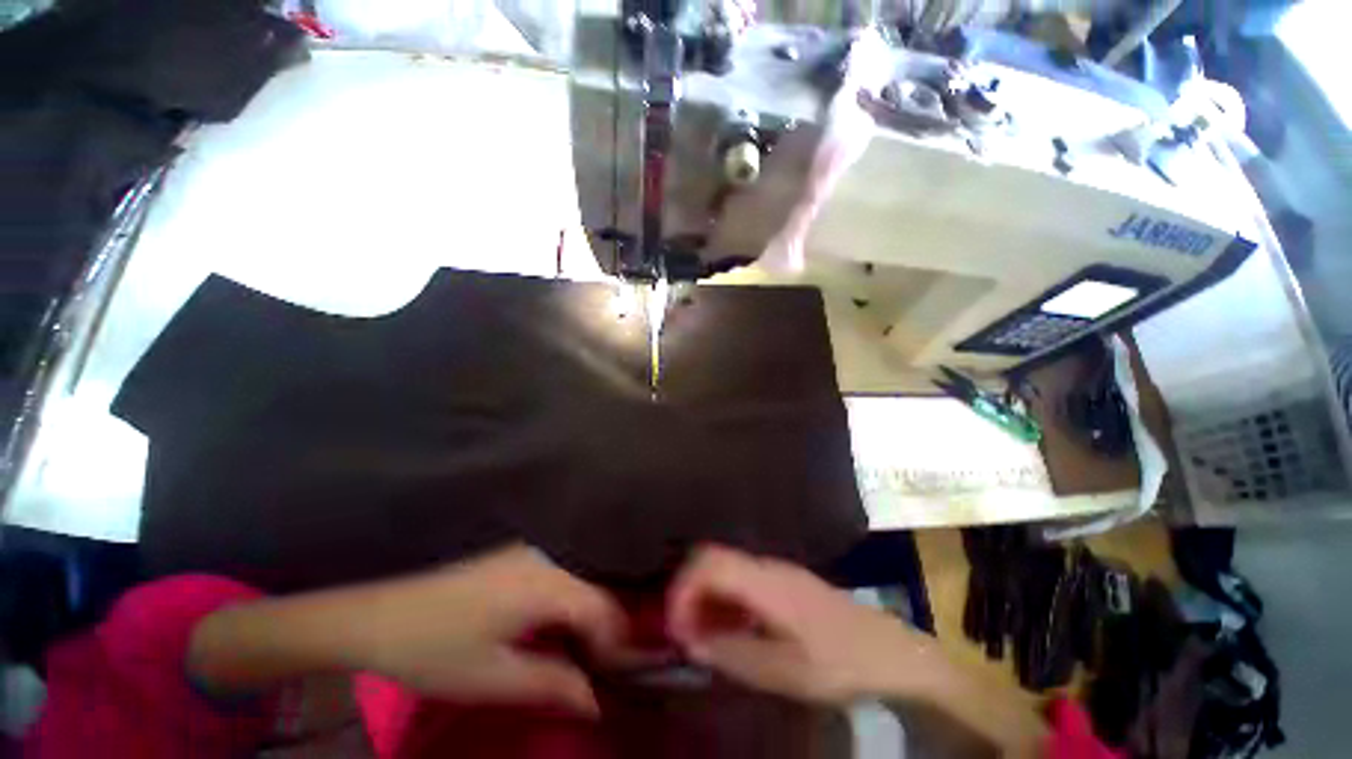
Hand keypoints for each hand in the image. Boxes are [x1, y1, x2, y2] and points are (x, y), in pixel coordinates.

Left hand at [190, 546, 637, 716]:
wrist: (380, 617)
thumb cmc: (436, 651)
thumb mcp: (494, 679)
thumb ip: (552, 685)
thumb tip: (595, 700)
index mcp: (543, 585)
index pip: (601, 606)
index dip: (616, 640)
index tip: (614, 673)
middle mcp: (544, 559)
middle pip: (595, 590)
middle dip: (605, 628)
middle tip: (599, 667)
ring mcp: (530, 553)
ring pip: (579, 581)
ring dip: (586, 616)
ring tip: (579, 651)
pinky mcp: (517, 555)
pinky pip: (559, 575)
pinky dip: (567, 602)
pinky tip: (552, 626)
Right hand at [667, 545, 936, 703]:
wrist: (890, 653)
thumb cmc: (838, 662)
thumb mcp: (785, 671)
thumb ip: (733, 654)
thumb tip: (690, 642)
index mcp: (765, 581)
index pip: (709, 563)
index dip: (683, 588)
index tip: (673, 625)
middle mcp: (766, 565)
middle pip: (713, 559)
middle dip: (690, 590)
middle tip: (684, 631)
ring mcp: (777, 570)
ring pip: (727, 568)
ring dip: (707, 596)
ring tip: (703, 635)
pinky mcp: (785, 581)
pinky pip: (743, 580)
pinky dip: (726, 599)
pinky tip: (732, 628)